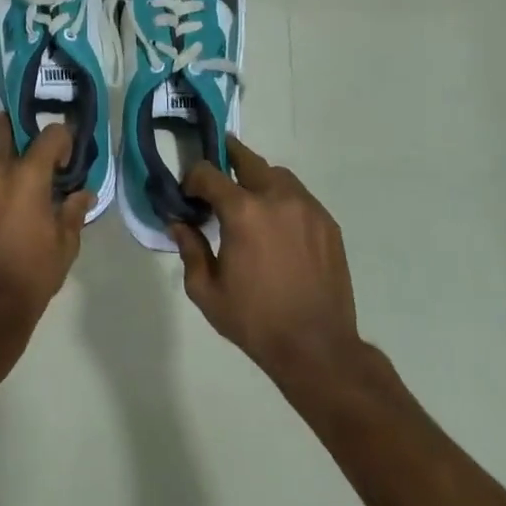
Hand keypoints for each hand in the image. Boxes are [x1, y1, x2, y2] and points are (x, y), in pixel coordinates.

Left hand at [0, 114, 93, 344]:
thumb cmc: (27, 280)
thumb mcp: (63, 249)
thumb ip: (73, 213)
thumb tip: (82, 194)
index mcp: (26, 177)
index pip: (50, 135)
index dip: (63, 140)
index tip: (65, 159)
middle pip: (1, 127)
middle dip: (18, 131)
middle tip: (31, 153)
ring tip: (9, 179)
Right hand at [171, 137, 360, 378]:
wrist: (316, 346)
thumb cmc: (254, 320)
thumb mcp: (206, 290)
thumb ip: (189, 249)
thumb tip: (178, 224)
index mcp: (243, 212)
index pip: (208, 173)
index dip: (192, 178)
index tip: (188, 195)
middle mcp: (277, 198)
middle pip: (247, 159)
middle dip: (226, 159)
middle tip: (214, 176)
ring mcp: (307, 208)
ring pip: (277, 174)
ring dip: (257, 179)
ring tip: (248, 202)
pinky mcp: (328, 223)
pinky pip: (299, 196)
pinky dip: (282, 199)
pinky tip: (276, 225)